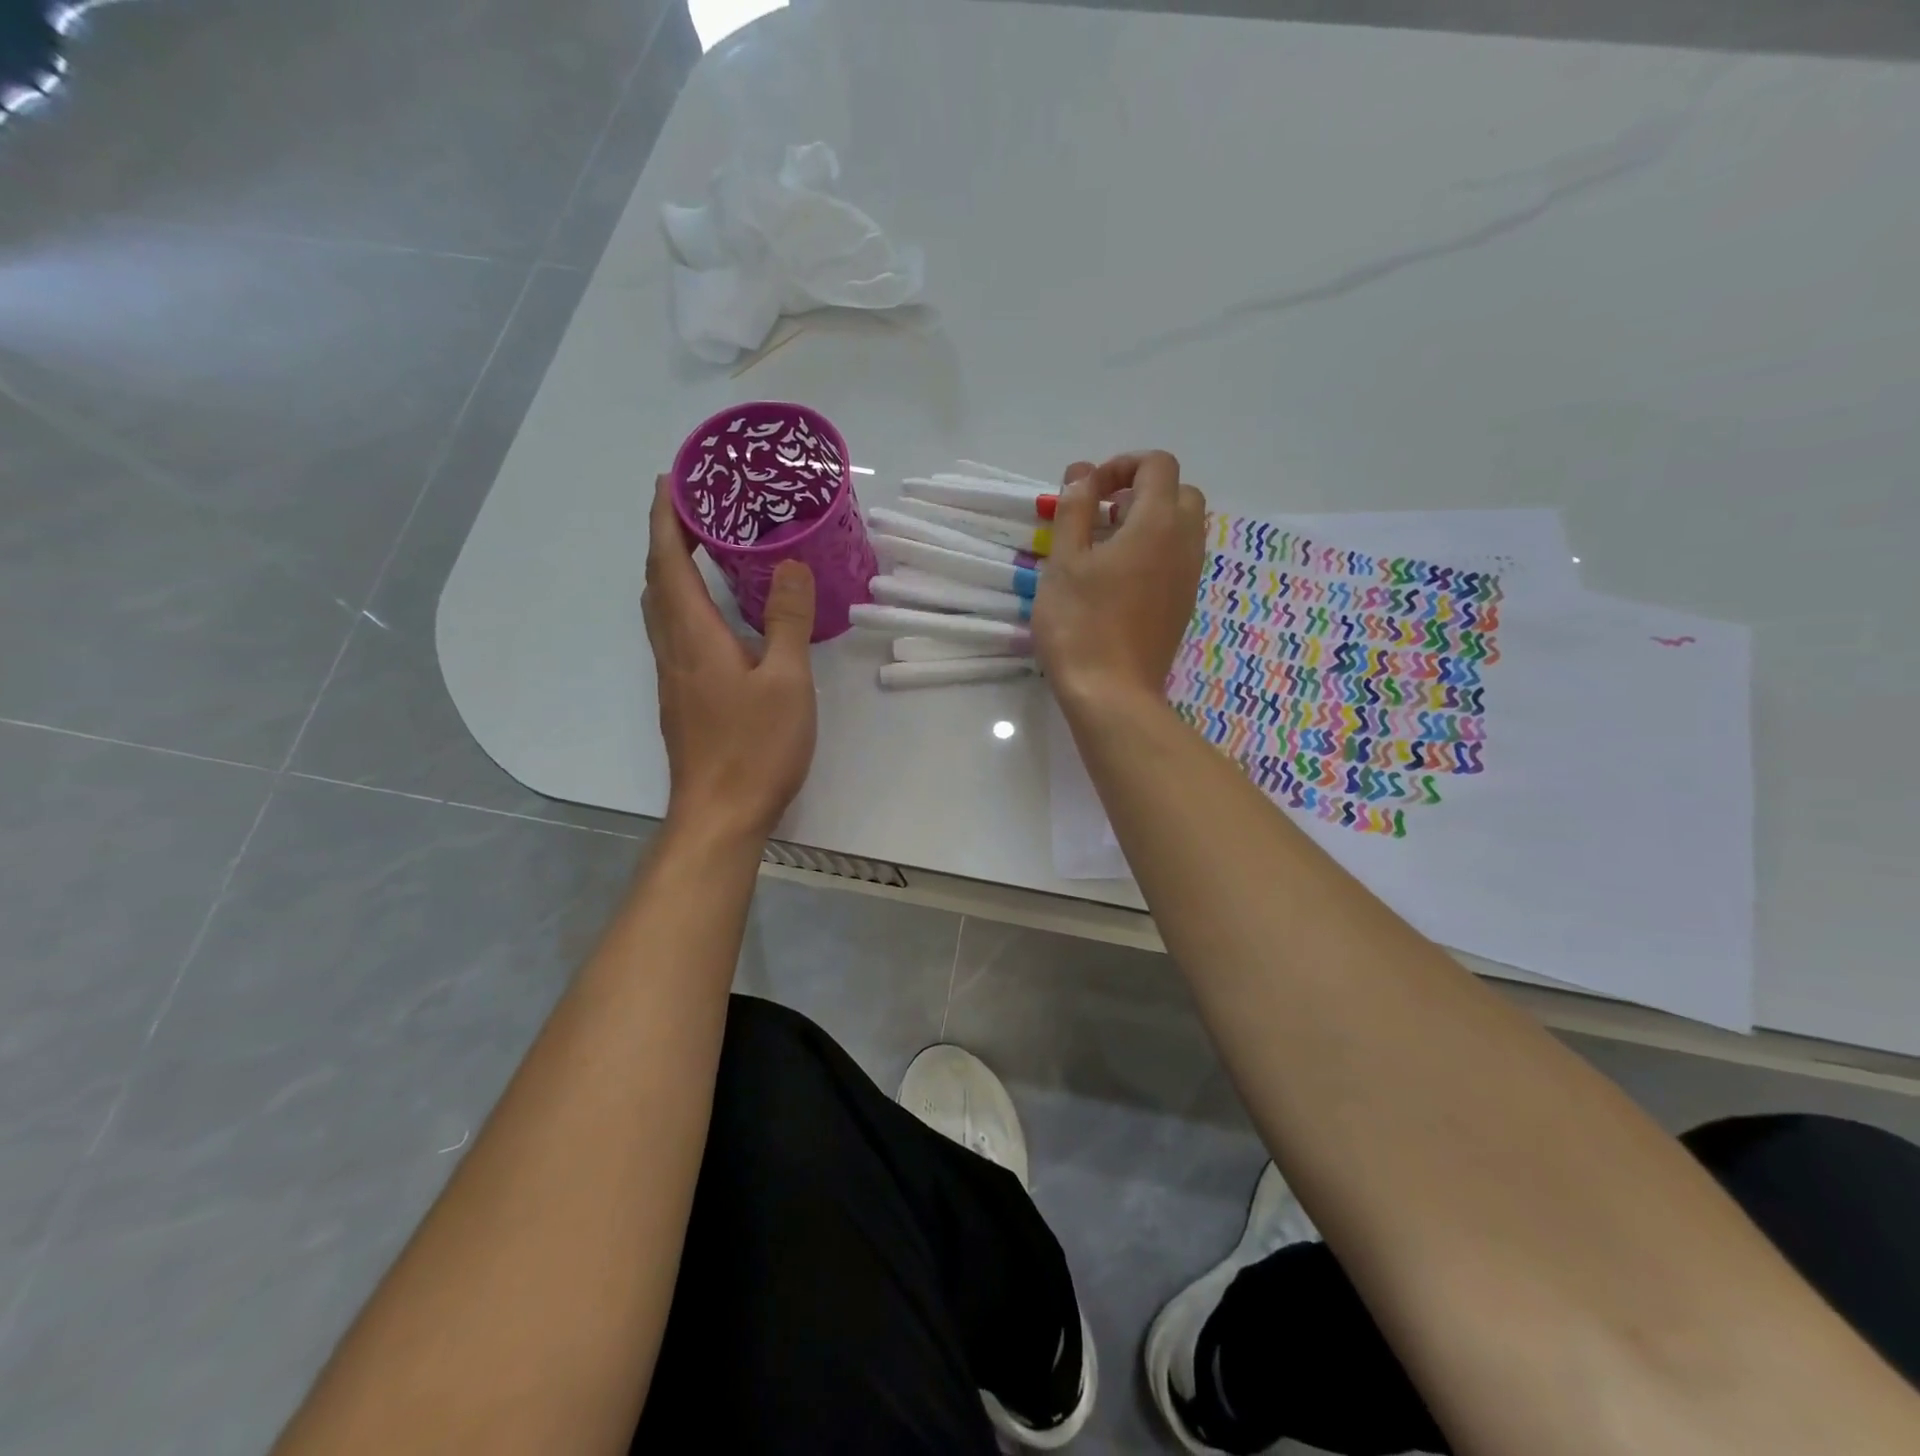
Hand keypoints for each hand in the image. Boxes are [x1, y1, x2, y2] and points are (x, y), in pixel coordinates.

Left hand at [644, 476, 817, 841]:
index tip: (673, 479)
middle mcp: (672, 648)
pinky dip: (684, 602)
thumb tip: (790, 565)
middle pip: (656, 580)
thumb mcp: (785, 680)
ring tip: (705, 549)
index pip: (667, 560)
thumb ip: (786, 620)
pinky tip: (716, 613)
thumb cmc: (754, 747)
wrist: (720, 814)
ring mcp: (672, 676)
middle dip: (667, 536)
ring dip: (672, 570)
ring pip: (660, 608)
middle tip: (699, 508)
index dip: (665, 516)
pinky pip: (673, 632)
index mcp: (692, 635)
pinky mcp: (681, 698)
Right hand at [1032, 451, 1205, 709]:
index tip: (1088, 491)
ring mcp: (1189, 577)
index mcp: (1157, 523)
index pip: (1157, 465)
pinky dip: (1155, 551)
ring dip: (1149, 522)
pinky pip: (1178, 559)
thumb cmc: (1080, 624)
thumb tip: (1083, 473)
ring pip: (1182, 528)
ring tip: (1105, 547)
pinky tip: (1119, 579)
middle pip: (1179, 493)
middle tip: (1101, 514)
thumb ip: (1075, 509)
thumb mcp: (1064, 561)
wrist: (1112, 694)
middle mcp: (1184, 543)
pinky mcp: (1184, 605)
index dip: (1122, 464)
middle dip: (1142, 490)